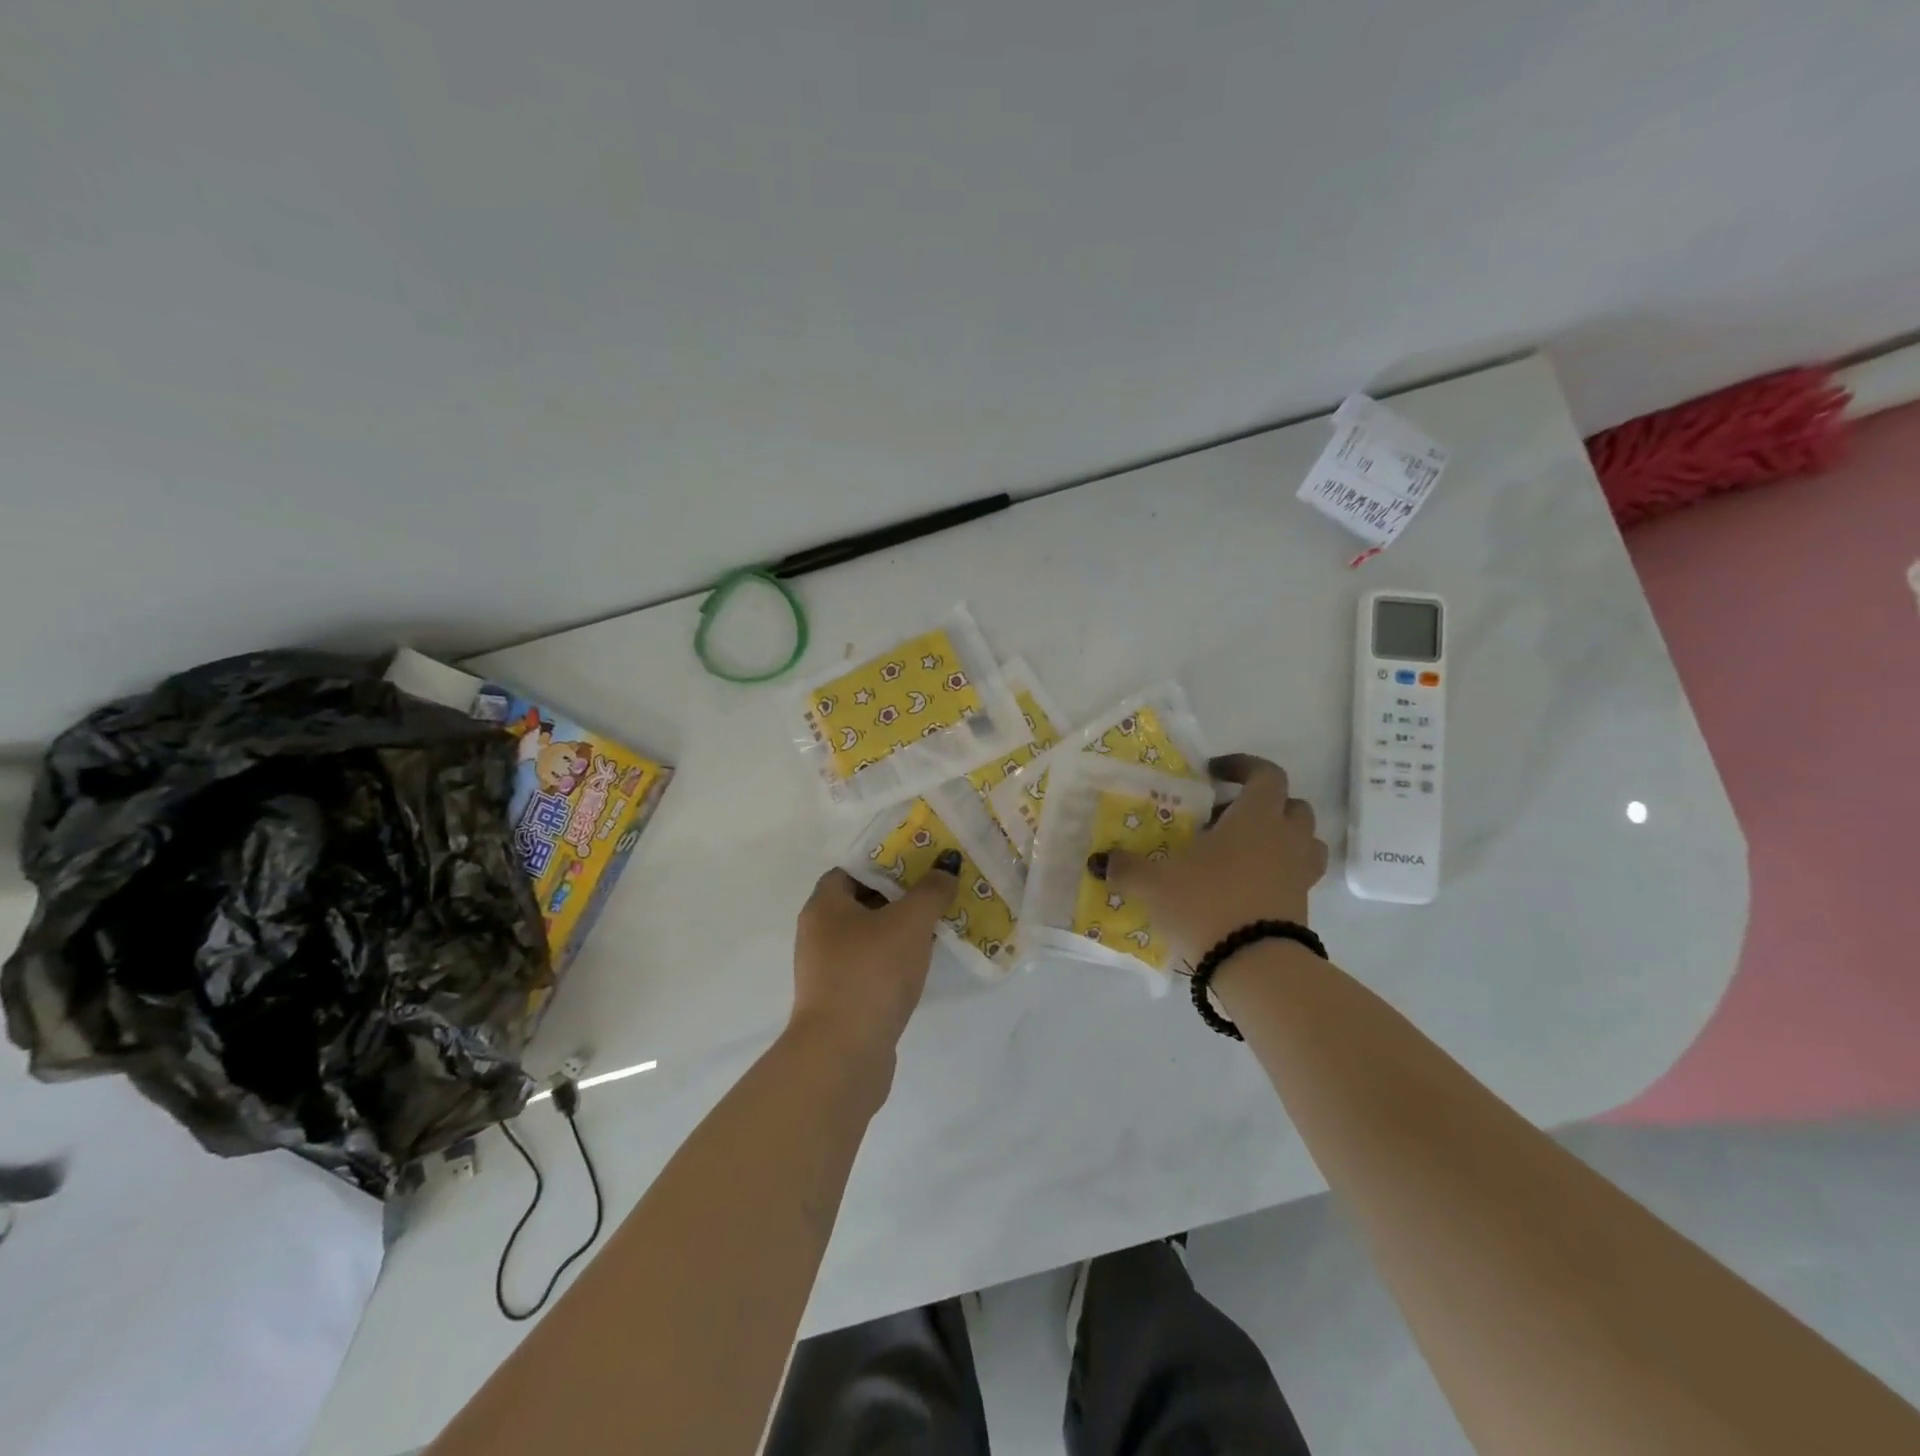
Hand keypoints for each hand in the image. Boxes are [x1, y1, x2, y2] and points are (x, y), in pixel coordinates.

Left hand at [789, 852, 961, 1064]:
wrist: (844, 1054)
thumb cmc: (872, 972)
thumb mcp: (910, 921)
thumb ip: (931, 890)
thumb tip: (946, 866)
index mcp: (824, 905)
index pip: (853, 868)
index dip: (886, 860)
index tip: (920, 859)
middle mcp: (819, 933)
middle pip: (862, 901)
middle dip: (900, 894)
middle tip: (936, 887)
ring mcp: (828, 969)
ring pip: (870, 935)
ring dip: (900, 928)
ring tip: (938, 921)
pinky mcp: (842, 999)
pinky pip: (872, 965)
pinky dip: (895, 959)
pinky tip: (923, 961)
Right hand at [1092, 754, 1327, 960]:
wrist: (1255, 965)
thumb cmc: (1206, 905)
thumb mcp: (1154, 883)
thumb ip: (1126, 868)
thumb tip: (1099, 860)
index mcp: (1256, 817)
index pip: (1265, 774)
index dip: (1243, 766)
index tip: (1214, 773)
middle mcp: (1285, 838)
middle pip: (1291, 804)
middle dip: (1262, 803)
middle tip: (1223, 816)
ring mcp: (1300, 872)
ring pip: (1303, 840)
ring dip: (1279, 836)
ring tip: (1242, 849)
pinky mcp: (1303, 905)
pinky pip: (1297, 874)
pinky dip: (1278, 870)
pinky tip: (1245, 885)